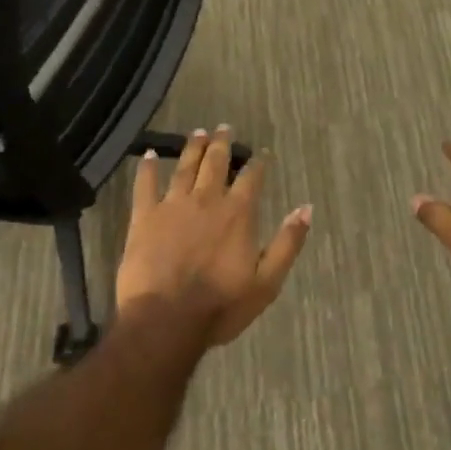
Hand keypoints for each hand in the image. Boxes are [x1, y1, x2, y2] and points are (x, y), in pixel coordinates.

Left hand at [116, 127, 310, 347]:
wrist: (165, 322)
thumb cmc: (220, 307)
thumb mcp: (267, 282)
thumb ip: (288, 243)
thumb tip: (306, 208)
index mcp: (238, 213)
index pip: (252, 178)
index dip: (258, 163)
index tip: (261, 153)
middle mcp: (207, 200)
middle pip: (216, 164)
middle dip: (222, 144)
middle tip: (224, 128)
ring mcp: (173, 206)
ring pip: (184, 167)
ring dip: (193, 148)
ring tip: (198, 132)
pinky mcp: (144, 218)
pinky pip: (145, 186)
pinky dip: (146, 168)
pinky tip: (146, 154)